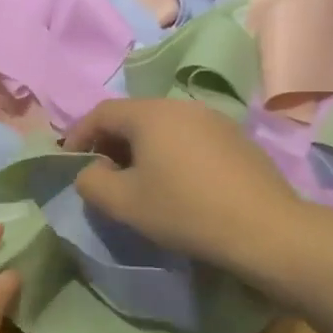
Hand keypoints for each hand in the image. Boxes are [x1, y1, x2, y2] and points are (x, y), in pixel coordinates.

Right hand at [65, 99, 299, 269]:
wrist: (263, 227)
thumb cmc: (183, 210)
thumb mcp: (124, 203)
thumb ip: (91, 182)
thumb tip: (91, 171)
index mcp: (150, 113)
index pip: (101, 112)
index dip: (79, 135)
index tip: (70, 161)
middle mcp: (181, 105)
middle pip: (133, 116)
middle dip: (111, 142)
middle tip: (102, 173)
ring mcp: (213, 119)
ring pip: (163, 126)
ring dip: (142, 148)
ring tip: (138, 180)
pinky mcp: (235, 138)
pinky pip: (189, 137)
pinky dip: (170, 153)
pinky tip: (177, 183)